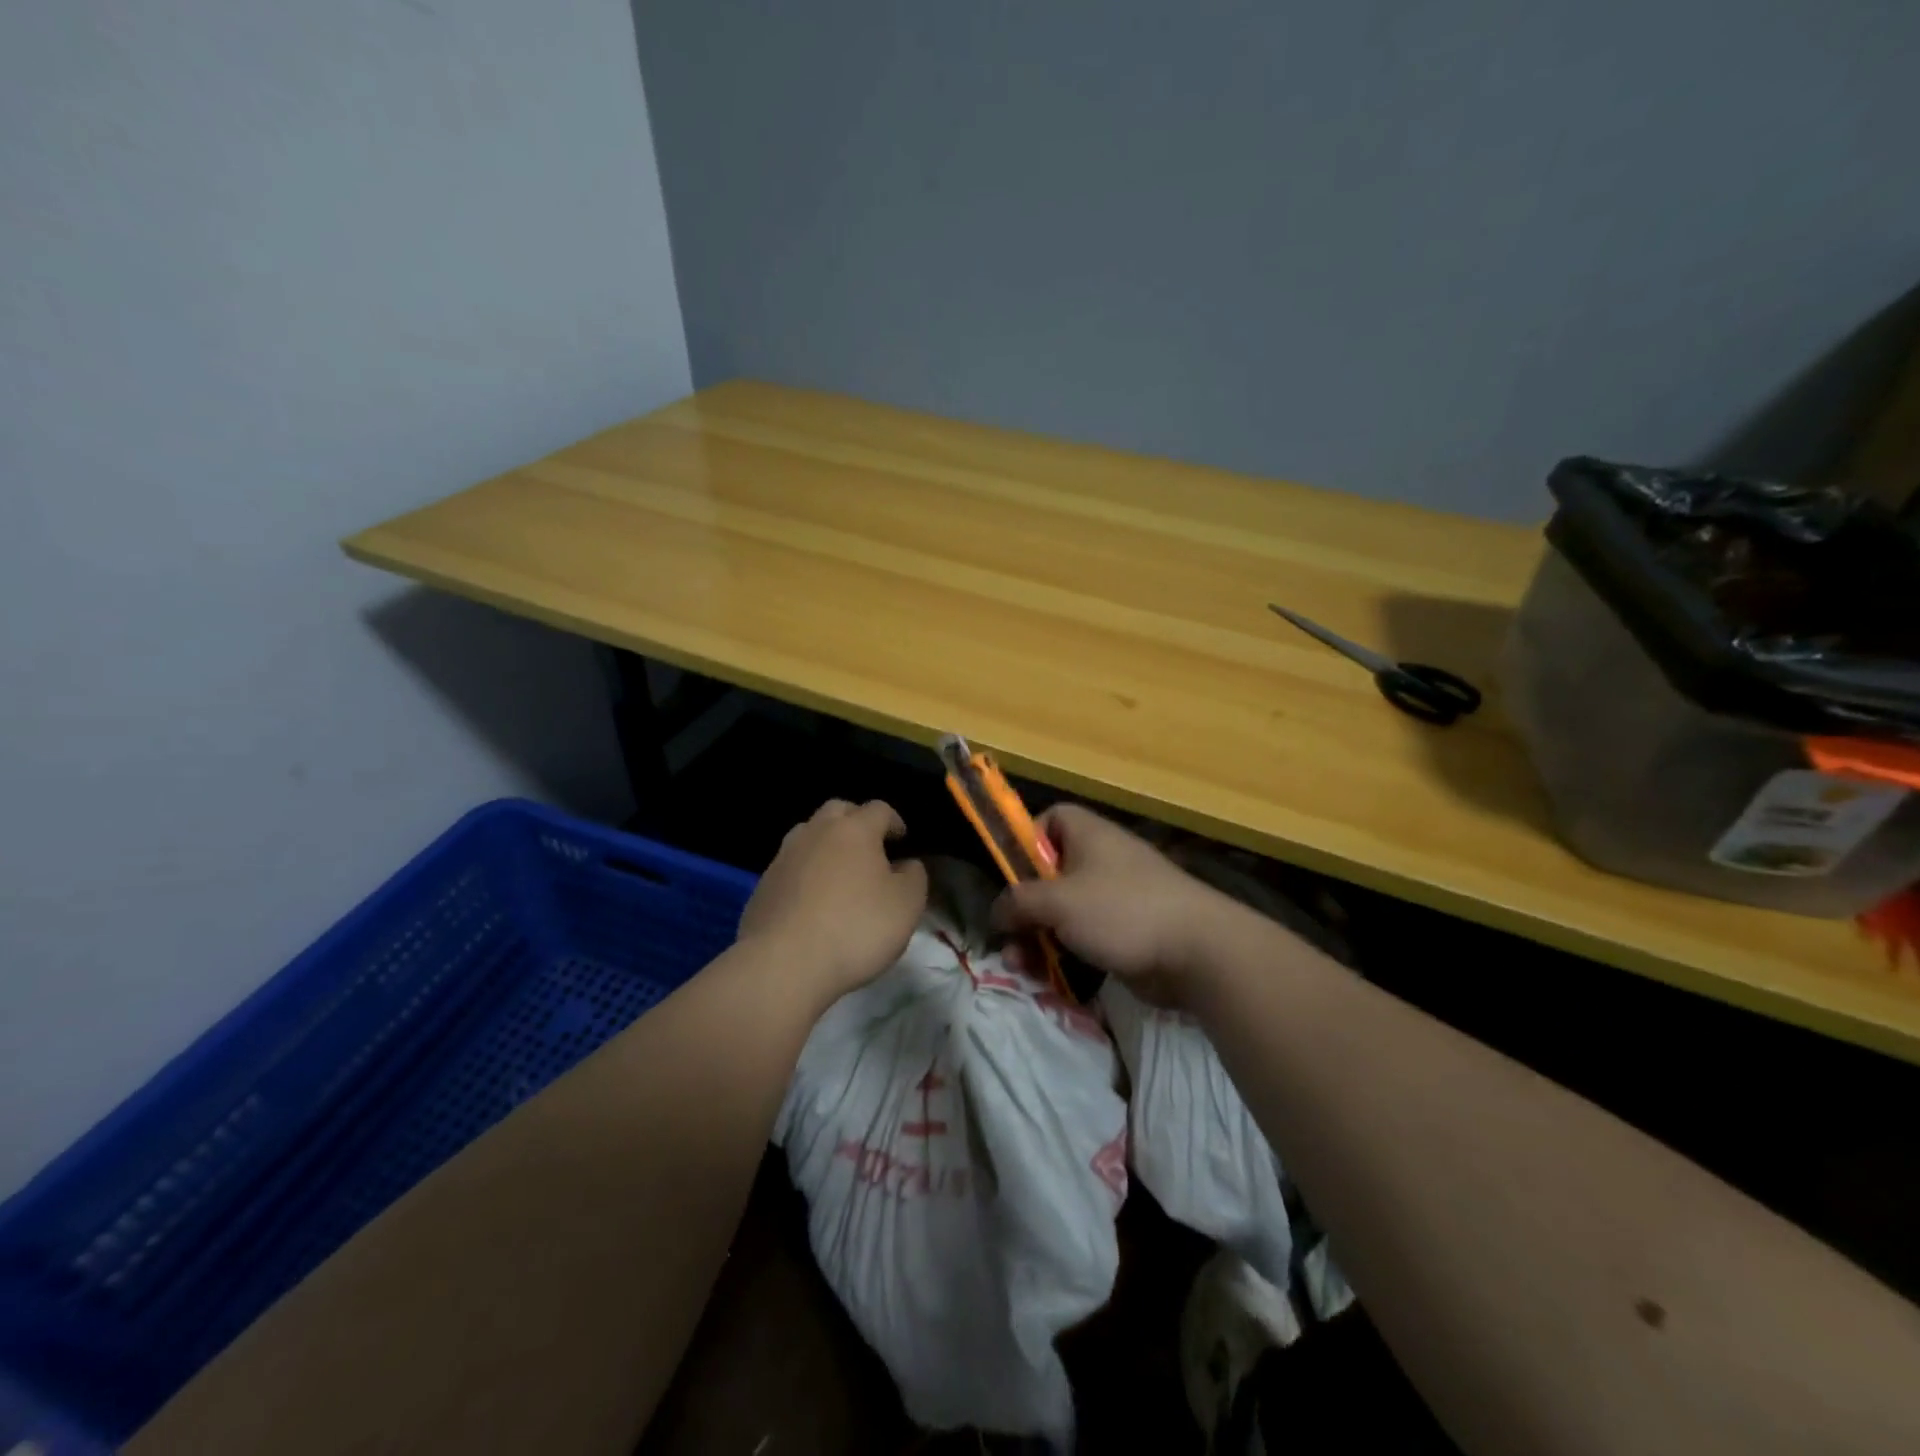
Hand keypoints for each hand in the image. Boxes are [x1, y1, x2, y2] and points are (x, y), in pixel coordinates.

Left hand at [737, 799, 928, 1002]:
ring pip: (808, 835)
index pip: (879, 809)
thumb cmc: (856, 928)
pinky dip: (805, 874)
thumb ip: (914, 877)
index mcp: (854, 829)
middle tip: (869, 849)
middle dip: (856, 822)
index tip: (902, 841)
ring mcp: (784, 857)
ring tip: (839, 873)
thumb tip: (906, 864)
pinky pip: (790, 867)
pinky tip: (812, 902)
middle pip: (838, 810)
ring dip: (826, 845)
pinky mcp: (763, 885)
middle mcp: (816, 832)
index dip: (894, 821)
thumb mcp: (907, 905)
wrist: (784, 964)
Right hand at [993, 804, 1238, 1006]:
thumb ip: (1018, 902)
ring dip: (1037, 938)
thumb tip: (997, 912)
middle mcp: (1100, 859)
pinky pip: (1083, 937)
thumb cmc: (1121, 910)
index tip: (1010, 874)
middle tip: (1008, 937)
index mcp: (1087, 835)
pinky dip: (1065, 953)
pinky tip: (1049, 979)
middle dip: (1023, 908)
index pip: (1049, 819)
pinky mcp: (1124, 931)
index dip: (1025, 841)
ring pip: (1063, 912)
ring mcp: (1114, 897)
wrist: (1196, 951)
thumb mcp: (1058, 901)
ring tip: (1021, 967)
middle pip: (1049, 875)